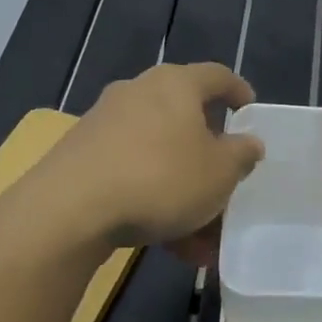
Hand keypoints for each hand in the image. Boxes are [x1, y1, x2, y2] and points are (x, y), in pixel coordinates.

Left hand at [38, 62, 264, 255]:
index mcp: (176, 85)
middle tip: (227, 186)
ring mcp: (106, 125)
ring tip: (203, 240)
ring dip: (185, 193)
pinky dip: (155, 203)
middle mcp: (138, 94)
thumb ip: (241, 154)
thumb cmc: (161, 178)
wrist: (70, 210)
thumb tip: (248, 142)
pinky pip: (133, 176)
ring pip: (160, 157)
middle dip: (210, 159)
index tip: (251, 114)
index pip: (217, 76)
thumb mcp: (219, 172)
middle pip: (186, 121)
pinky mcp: (83, 157)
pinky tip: (169, 245)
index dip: (239, 93)